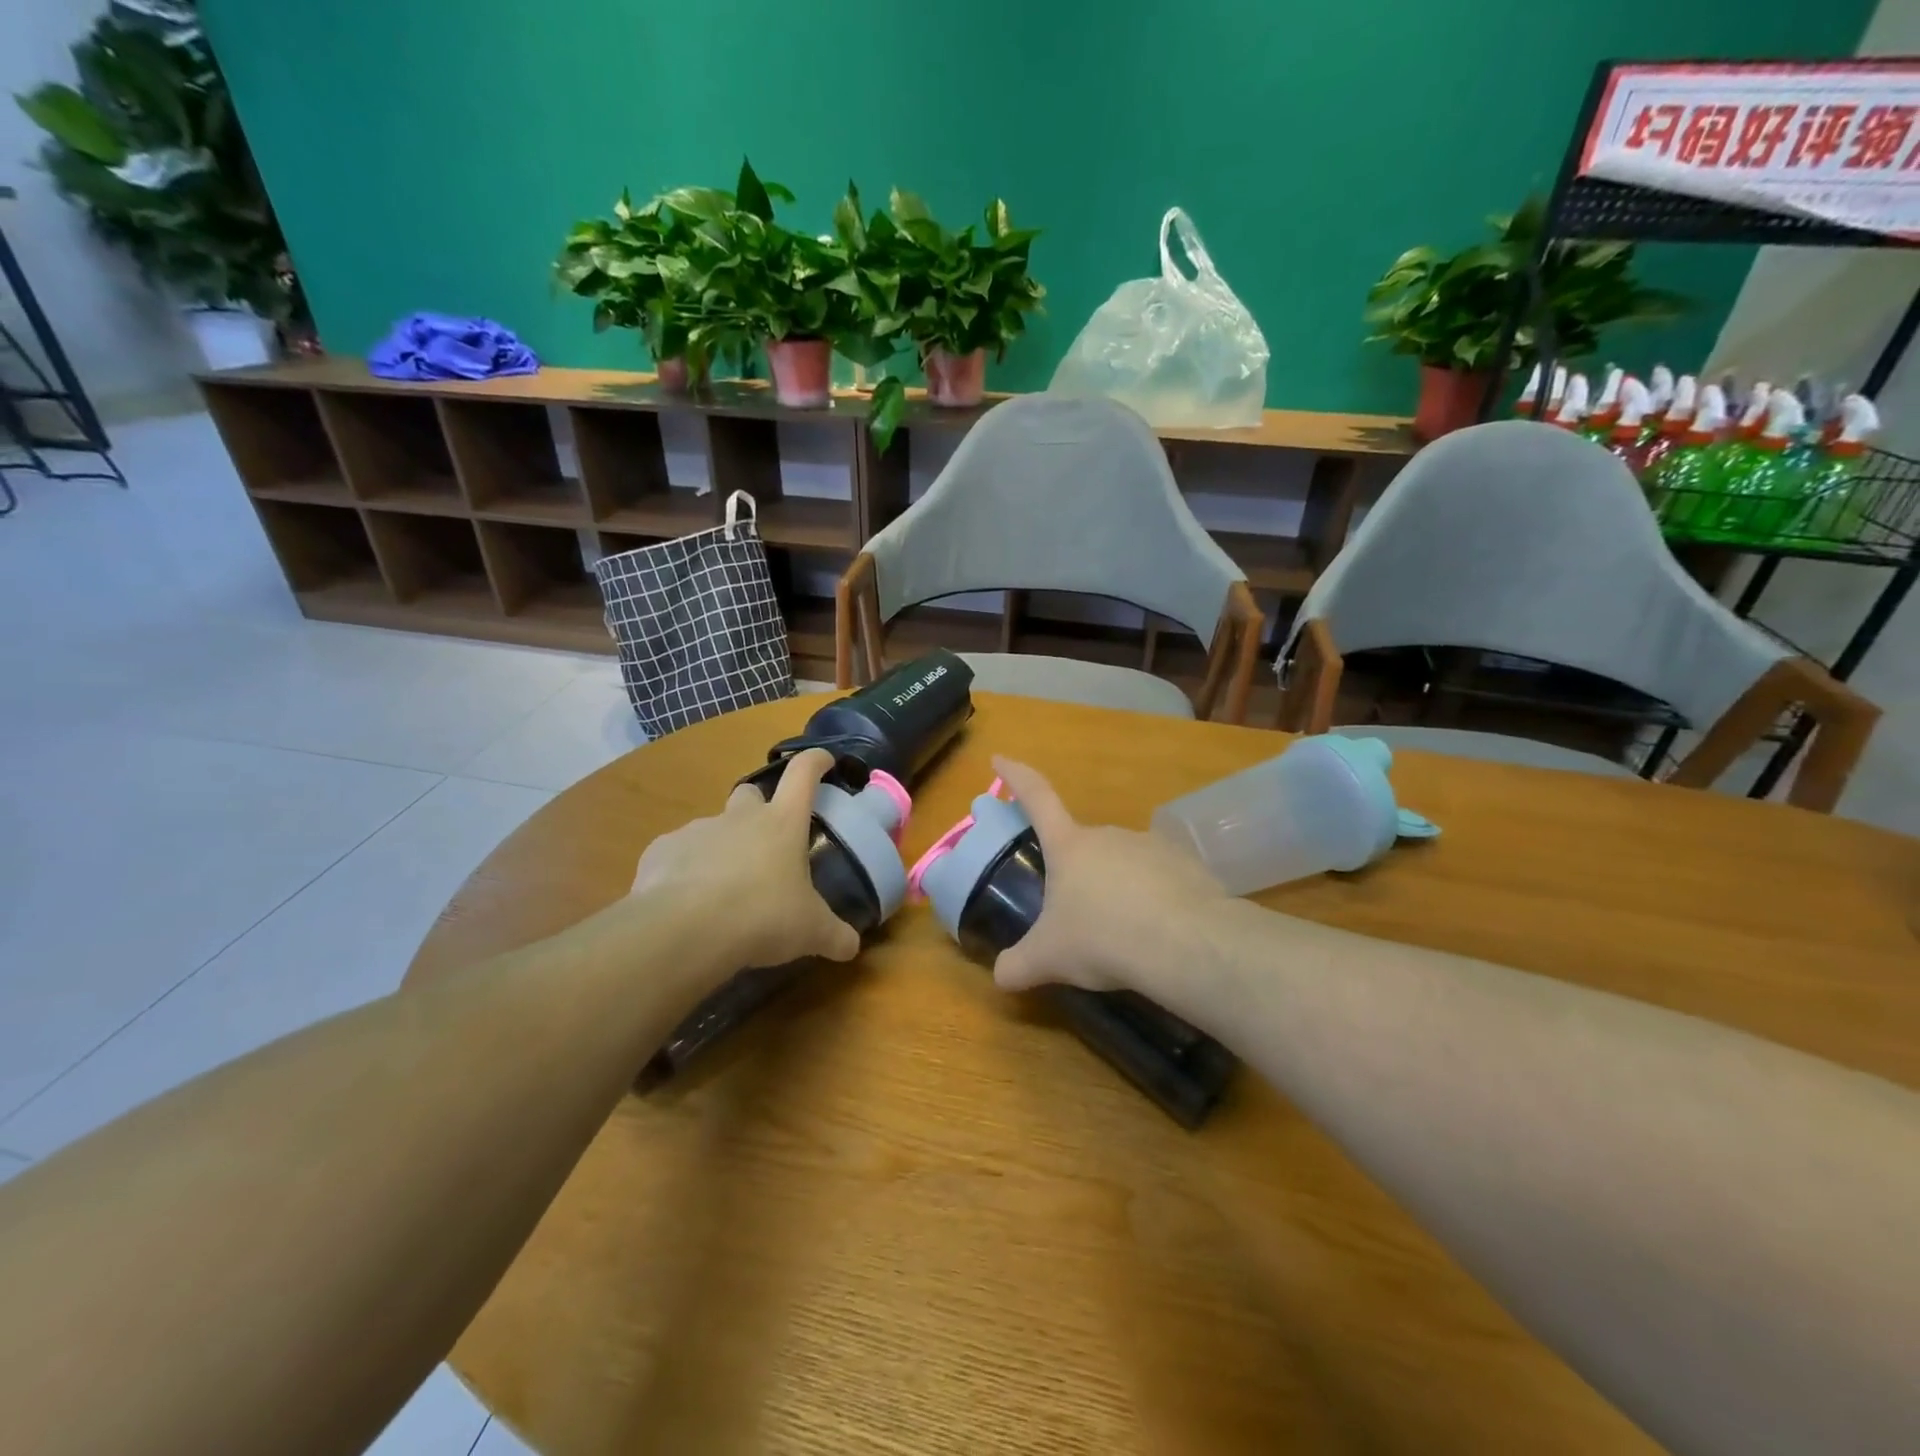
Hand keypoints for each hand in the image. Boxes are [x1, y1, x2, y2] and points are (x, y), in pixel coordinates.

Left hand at [630, 748, 861, 971]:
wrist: (685, 930)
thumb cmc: (762, 917)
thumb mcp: (811, 931)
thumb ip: (835, 935)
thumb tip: (852, 947)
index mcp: (782, 823)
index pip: (803, 774)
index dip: (815, 762)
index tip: (824, 760)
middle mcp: (740, 817)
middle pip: (750, 793)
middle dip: (759, 808)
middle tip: (766, 843)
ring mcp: (697, 829)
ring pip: (713, 827)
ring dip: (722, 847)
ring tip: (724, 889)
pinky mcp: (661, 851)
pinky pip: (678, 854)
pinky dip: (686, 870)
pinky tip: (688, 902)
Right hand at [990, 756, 1228, 998]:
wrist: (1185, 943)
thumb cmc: (1102, 937)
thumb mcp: (1048, 958)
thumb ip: (1018, 965)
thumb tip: (1002, 976)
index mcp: (1069, 846)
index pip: (1036, 797)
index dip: (1015, 776)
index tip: (1000, 758)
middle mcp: (1108, 835)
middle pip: (1081, 846)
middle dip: (1075, 874)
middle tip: (1076, 918)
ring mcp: (1151, 845)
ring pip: (1121, 864)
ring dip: (1115, 888)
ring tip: (1121, 933)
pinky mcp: (1186, 865)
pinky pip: (1159, 878)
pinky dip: (1152, 898)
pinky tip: (1156, 933)